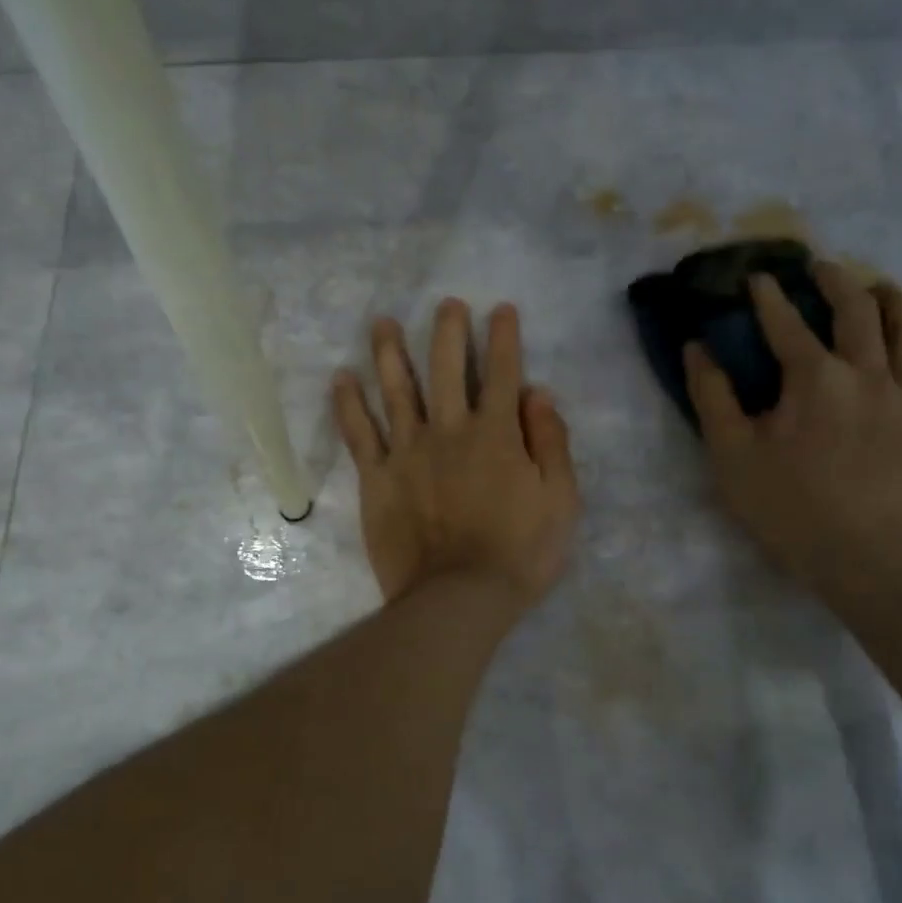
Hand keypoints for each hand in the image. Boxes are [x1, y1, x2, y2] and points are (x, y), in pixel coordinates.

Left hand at [332, 299, 579, 617]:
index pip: (502, 372)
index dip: (504, 337)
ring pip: (396, 389)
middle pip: (445, 368)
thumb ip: (551, 442)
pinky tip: (341, 378)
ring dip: (389, 352)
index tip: (501, 309)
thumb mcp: (560, 500)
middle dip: (448, 331)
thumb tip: (538, 394)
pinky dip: (348, 404)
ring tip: (382, 322)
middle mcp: (449, 430)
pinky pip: (358, 434)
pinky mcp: (377, 478)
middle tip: (447, 304)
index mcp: (496, 434)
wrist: (458, 599)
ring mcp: (407, 452)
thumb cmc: (520, 553)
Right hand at [684, 264, 901, 607]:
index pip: (786, 323)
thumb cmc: (786, 506)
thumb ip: (711, 395)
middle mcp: (867, 374)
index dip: (768, 296)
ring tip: (879, 288)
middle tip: (820, 267)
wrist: (859, 557)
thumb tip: (697, 347)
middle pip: (857, 310)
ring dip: (892, 300)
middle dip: (835, 280)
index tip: (757, 278)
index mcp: (814, 378)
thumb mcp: (730, 453)